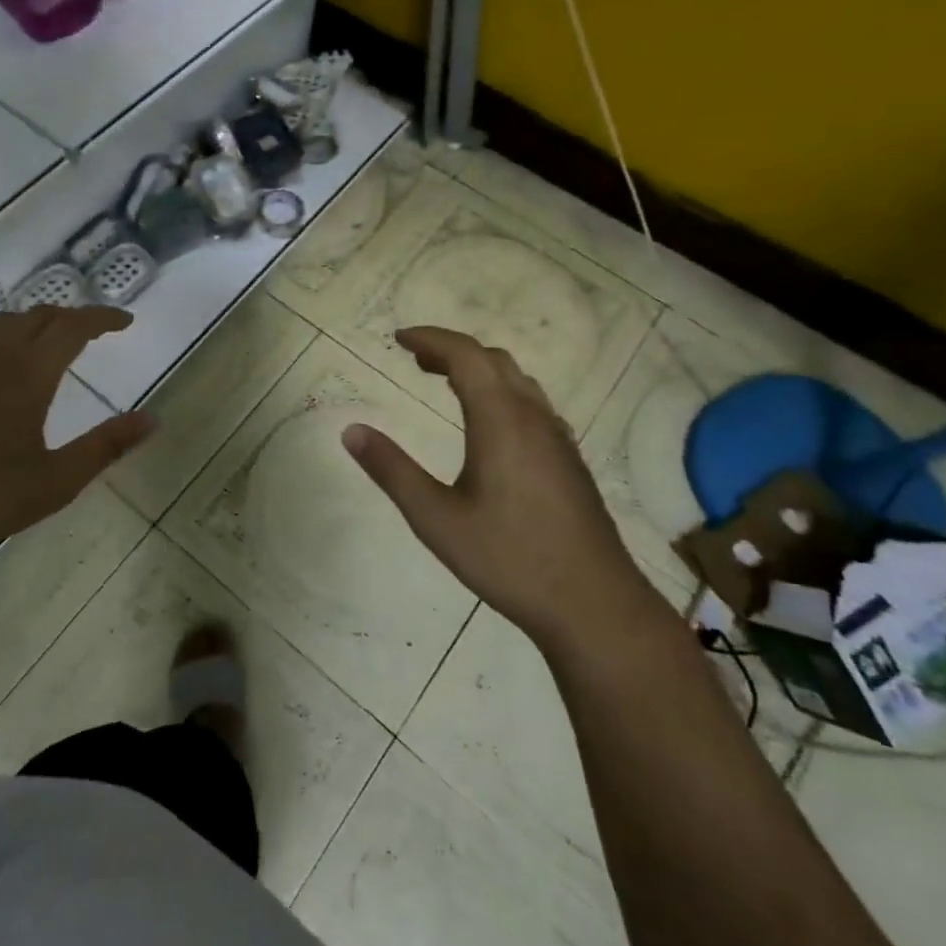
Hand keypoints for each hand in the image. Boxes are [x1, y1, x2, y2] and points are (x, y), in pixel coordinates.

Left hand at [0, 307, 154, 572]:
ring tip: (47, 343)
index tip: (125, 322)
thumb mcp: (56, 481)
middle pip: (38, 316)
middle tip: (92, 334)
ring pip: (1, 323)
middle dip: (70, 317)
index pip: (73, 326)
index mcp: (29, 373)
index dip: (103, 318)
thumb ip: (106, 446)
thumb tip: (152, 419)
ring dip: (33, 324)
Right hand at [342, 326, 652, 652]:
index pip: (466, 355)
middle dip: (451, 350)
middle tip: (415, 361)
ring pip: (517, 380)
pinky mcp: (570, 460)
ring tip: (444, 383)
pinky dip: (499, 391)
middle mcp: (533, 418)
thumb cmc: (509, 559)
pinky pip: (532, 403)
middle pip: (493, 360)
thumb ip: (391, 471)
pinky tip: (487, 425)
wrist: (595, 606)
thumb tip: (351, 430)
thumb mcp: (435, 518)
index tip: (397, 339)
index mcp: (501, 421)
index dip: (430, 338)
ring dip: (478, 369)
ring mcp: (558, 438)